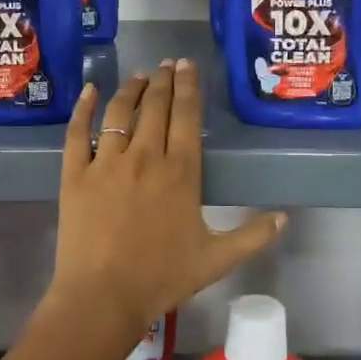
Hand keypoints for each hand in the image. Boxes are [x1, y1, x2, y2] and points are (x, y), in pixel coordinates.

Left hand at [48, 59, 285, 344]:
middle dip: (163, 80)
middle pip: (156, 107)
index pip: (187, 116)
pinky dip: (83, 109)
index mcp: (181, 172)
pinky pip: (78, 132)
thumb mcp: (216, 260)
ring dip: (131, 89)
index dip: (189, 86)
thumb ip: (252, 236)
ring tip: (139, 76)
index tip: (188, 65)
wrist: (103, 296)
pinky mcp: (75, 173)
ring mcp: (106, 162)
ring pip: (120, 112)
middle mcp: (144, 156)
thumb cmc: (162, 278)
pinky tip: (90, 91)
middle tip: (167, 63)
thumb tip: (285, 218)